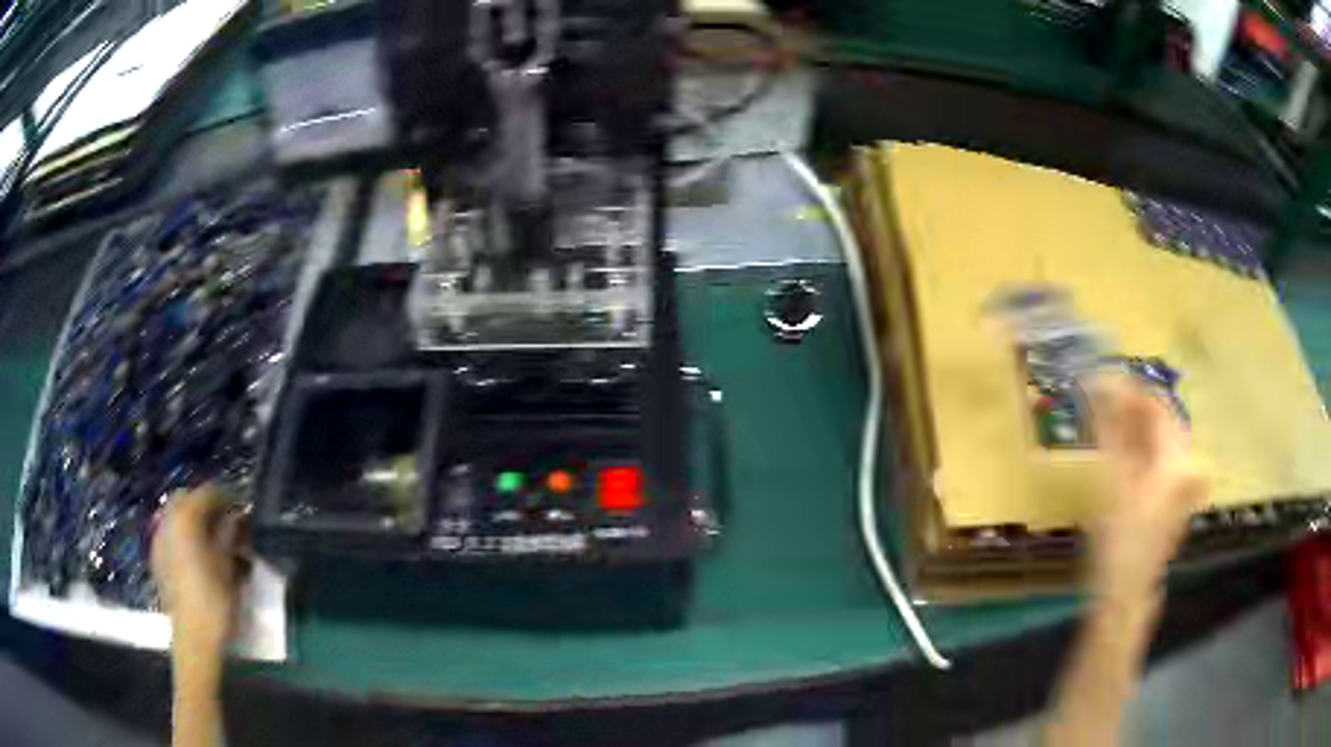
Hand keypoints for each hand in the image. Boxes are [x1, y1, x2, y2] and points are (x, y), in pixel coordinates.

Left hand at [151, 486, 247, 652]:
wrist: (193, 637)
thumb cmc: (215, 600)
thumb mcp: (228, 566)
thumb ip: (229, 535)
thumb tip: (234, 517)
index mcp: (186, 518)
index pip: (208, 492)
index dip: (227, 497)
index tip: (242, 509)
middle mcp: (167, 520)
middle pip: (186, 498)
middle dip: (204, 505)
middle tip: (225, 522)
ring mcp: (158, 538)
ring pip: (174, 514)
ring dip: (191, 519)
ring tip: (209, 539)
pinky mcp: (156, 556)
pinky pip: (168, 532)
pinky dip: (181, 535)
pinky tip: (194, 555)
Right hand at [1086, 374, 1207, 604]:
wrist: (1126, 591)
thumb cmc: (1119, 537)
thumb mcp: (1113, 479)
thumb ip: (1111, 427)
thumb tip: (1100, 382)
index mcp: (1176, 456)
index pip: (1157, 406)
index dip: (1130, 389)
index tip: (1103, 380)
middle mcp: (1187, 462)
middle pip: (1162, 420)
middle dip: (1133, 408)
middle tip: (1103, 401)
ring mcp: (1185, 481)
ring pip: (1162, 439)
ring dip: (1137, 428)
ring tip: (1110, 423)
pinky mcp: (1177, 496)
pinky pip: (1163, 458)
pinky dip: (1144, 449)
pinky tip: (1124, 452)